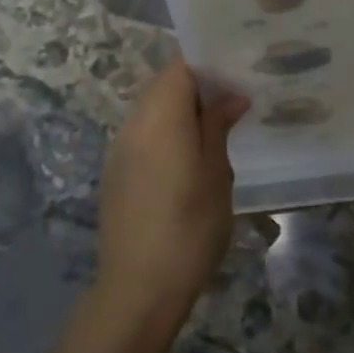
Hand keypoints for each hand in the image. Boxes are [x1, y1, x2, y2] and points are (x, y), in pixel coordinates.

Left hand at [95, 59, 248, 340]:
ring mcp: (120, 147)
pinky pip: (143, 132)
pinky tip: (188, 155)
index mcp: (160, 116)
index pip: (181, 67)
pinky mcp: (115, 170)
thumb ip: (218, 126)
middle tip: (234, 98)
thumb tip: (231, 96)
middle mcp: (134, 122)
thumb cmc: (189, 228)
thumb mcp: (216, 174)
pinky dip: (166, 130)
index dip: (209, 64)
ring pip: (152, 108)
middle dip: (198, 86)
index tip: (238, 72)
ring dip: (181, 109)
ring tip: (215, 126)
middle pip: (164, 84)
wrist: (138, 289)